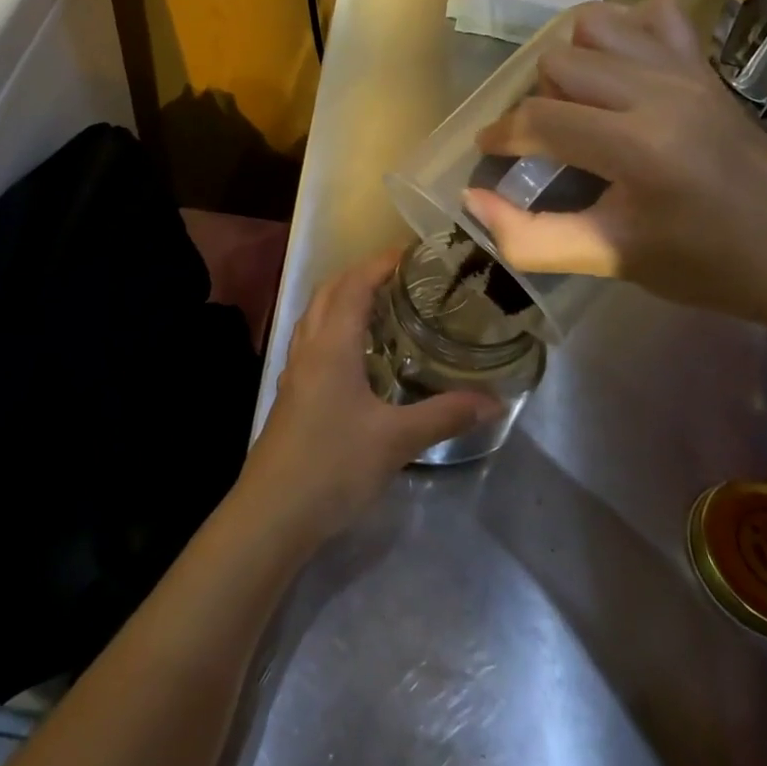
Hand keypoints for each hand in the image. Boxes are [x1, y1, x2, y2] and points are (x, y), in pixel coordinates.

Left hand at [237, 248, 501, 544]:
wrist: (272, 512)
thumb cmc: (333, 465)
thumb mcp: (396, 440)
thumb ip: (444, 415)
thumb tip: (494, 400)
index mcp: (332, 344)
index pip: (354, 284)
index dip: (380, 263)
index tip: (411, 253)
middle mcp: (309, 346)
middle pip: (329, 291)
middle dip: (360, 274)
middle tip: (400, 276)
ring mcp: (295, 370)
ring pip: (315, 314)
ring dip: (342, 298)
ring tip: (380, 305)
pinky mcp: (291, 393)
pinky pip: (311, 340)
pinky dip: (332, 327)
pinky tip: (355, 354)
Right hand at [465, 0, 766, 328]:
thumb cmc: (704, 266)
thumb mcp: (609, 260)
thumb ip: (530, 237)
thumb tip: (472, 199)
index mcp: (638, 148)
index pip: (539, 119)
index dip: (501, 136)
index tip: (490, 155)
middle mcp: (660, 93)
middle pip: (557, 64)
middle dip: (536, 103)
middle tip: (546, 143)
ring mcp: (688, 71)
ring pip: (594, 26)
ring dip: (572, 62)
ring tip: (580, 105)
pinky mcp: (707, 66)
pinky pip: (651, 17)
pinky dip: (624, 34)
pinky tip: (623, 74)